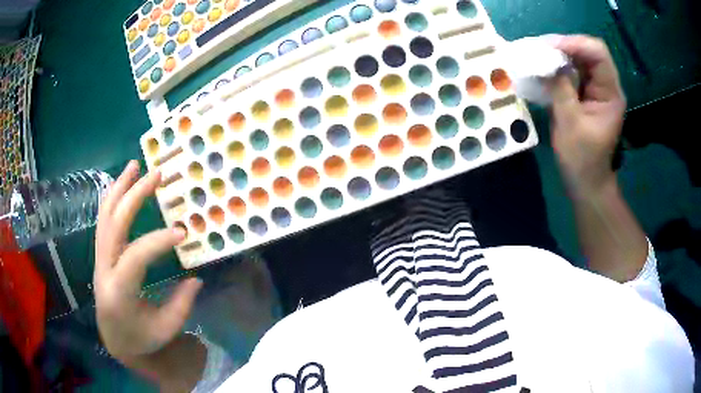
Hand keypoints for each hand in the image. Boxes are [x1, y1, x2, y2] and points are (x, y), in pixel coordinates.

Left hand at [94, 160, 202, 361]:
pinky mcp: (100, 254)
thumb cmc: (141, 338)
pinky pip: (103, 220)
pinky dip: (112, 198)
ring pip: (105, 216)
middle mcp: (104, 268)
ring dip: (119, 188)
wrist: (114, 339)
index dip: (158, 241)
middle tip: (156, 174)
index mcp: (119, 291)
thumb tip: (196, 277)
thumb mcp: (165, 329)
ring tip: (134, 165)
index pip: (135, 256)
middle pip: (114, 224)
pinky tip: (121, 184)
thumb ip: (181, 305)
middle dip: (135, 196)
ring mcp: (99, 258)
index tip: (183, 233)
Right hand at [549, 35, 626, 194]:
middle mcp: (607, 86)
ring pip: (580, 59)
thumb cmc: (582, 159)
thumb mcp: (570, 123)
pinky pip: (574, 71)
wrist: (587, 183)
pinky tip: (545, 69)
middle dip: (564, 46)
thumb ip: (561, 88)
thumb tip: (547, 60)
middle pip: (588, 52)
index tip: (549, 46)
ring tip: (538, 56)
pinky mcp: (587, 95)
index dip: (575, 43)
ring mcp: (597, 90)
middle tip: (540, 49)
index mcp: (610, 94)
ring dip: (559, 55)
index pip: (598, 53)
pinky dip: (559, 67)